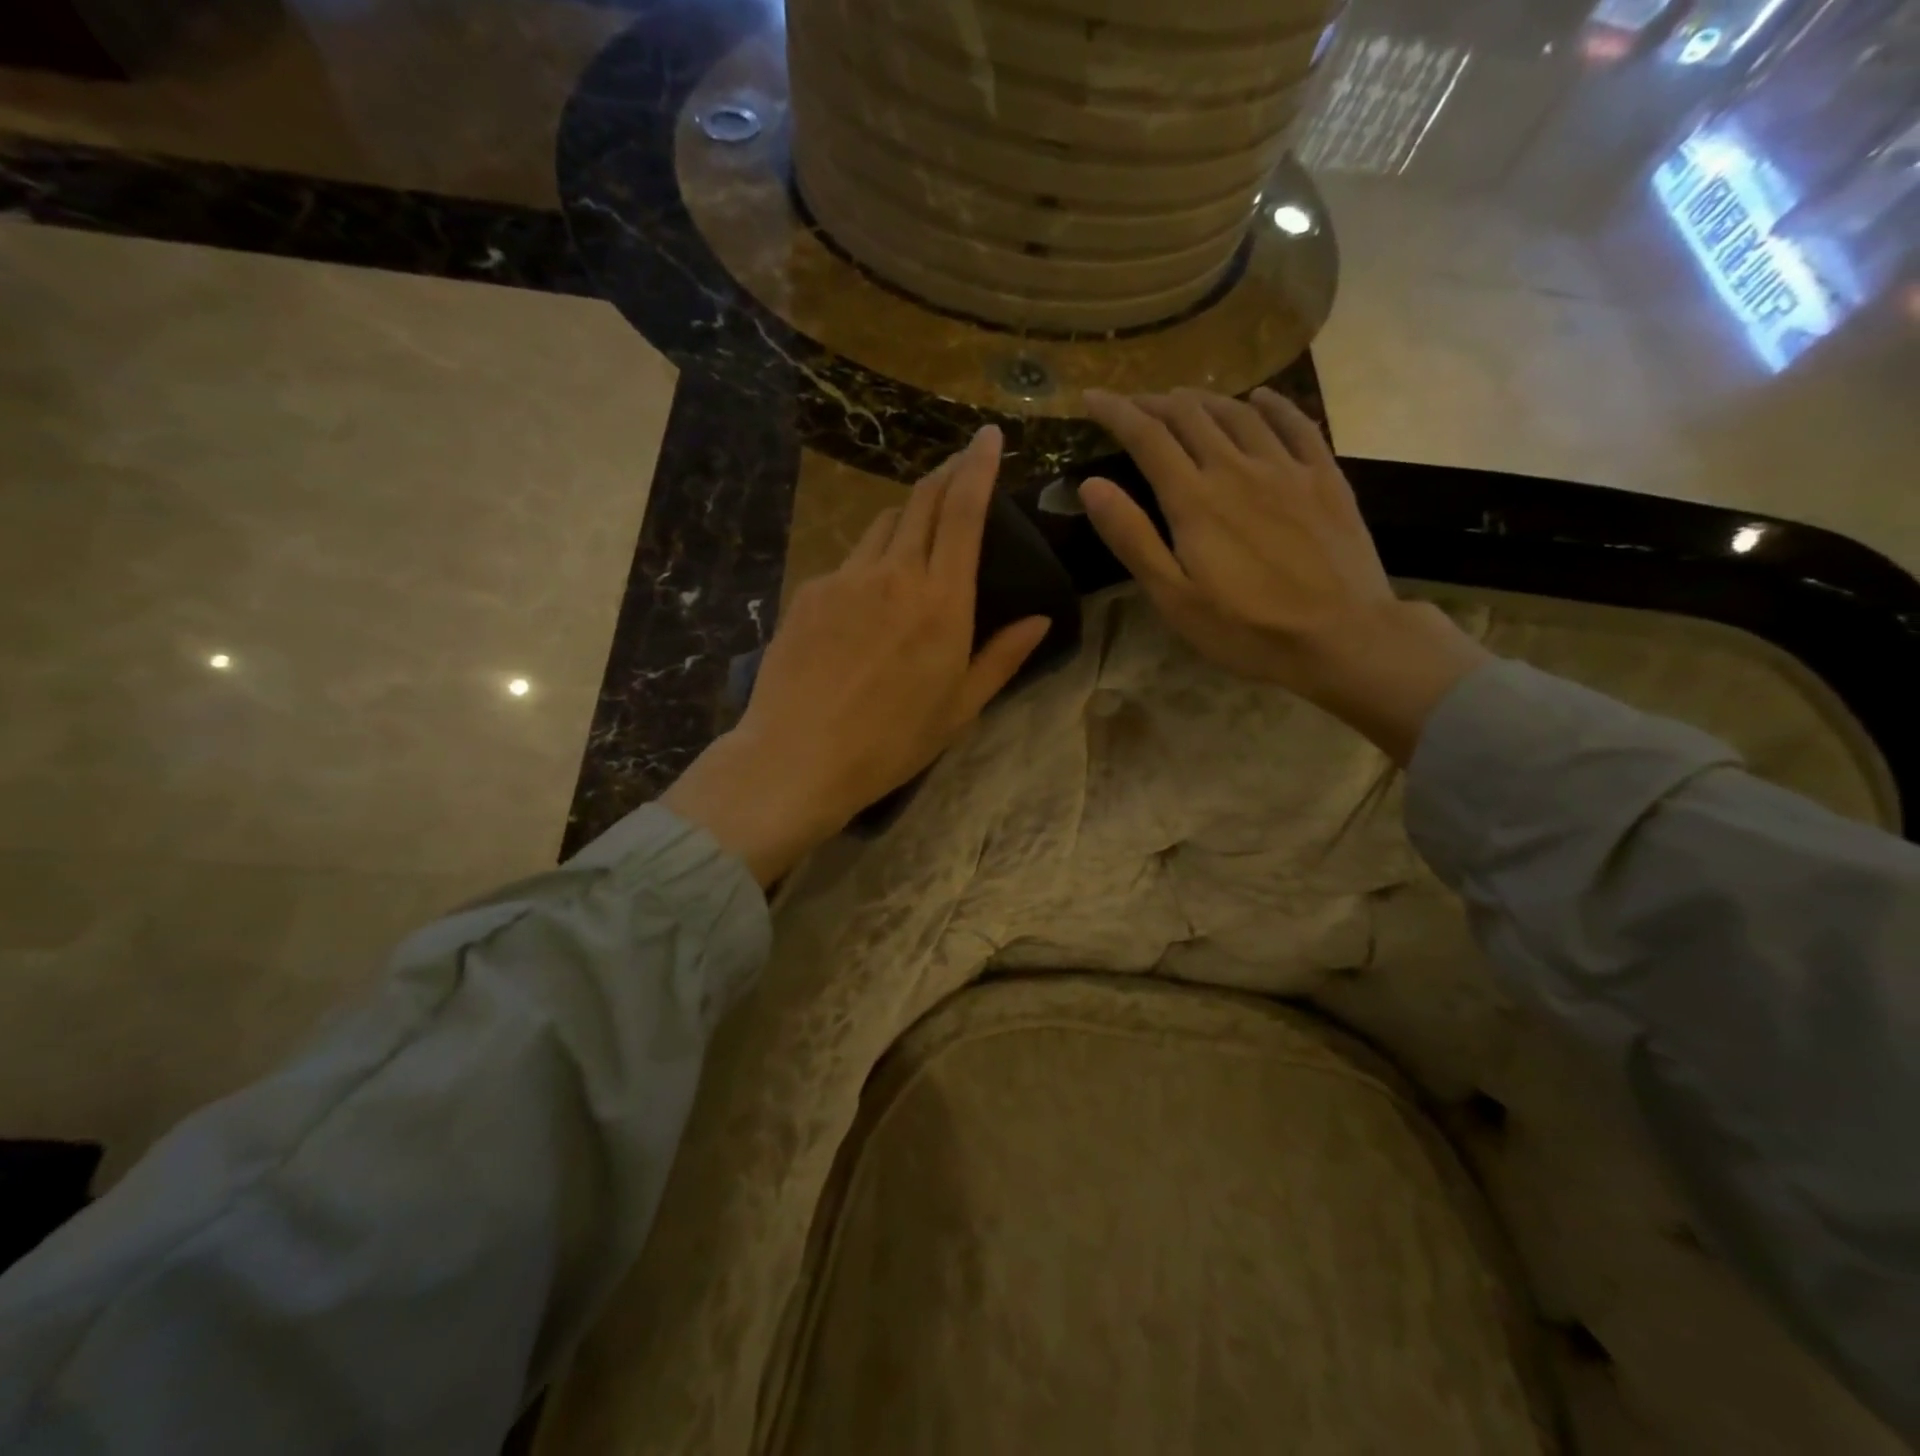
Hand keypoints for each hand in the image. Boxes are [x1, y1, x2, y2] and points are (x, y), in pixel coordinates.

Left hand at [661, 426, 1049, 885]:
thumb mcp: (960, 708)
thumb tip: (1040, 620)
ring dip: (906, 516)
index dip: (978, 467)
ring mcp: (845, 577)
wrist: (798, 756)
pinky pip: (848, 562)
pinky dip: (868, 562)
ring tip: (918, 530)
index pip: (964, 511)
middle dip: (945, 474)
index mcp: (942, 600)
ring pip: (882, 525)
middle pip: (921, 502)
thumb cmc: (891, 742)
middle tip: (960, 466)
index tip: (988, 438)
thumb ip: (1002, 657)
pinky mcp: (808, 591)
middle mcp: (894, 573)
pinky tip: (867, 597)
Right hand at [1080, 387, 1487, 762]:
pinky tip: (1259, 400)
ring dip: (1204, 400)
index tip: (1093, 397)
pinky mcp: (1325, 478)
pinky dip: (1271, 404)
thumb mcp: (1174, 597)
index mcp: (1194, 499)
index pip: (1147, 437)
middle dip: (1155, 403)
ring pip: (1238, 413)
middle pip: (1190, 415)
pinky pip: (1295, 423)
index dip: (1116, 411)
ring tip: (1184, 400)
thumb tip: (1091, 485)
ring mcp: (1286, 468)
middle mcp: (1237, 468)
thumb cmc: (1246, 628)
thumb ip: (1132, 538)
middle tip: (1134, 404)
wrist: (1341, 637)